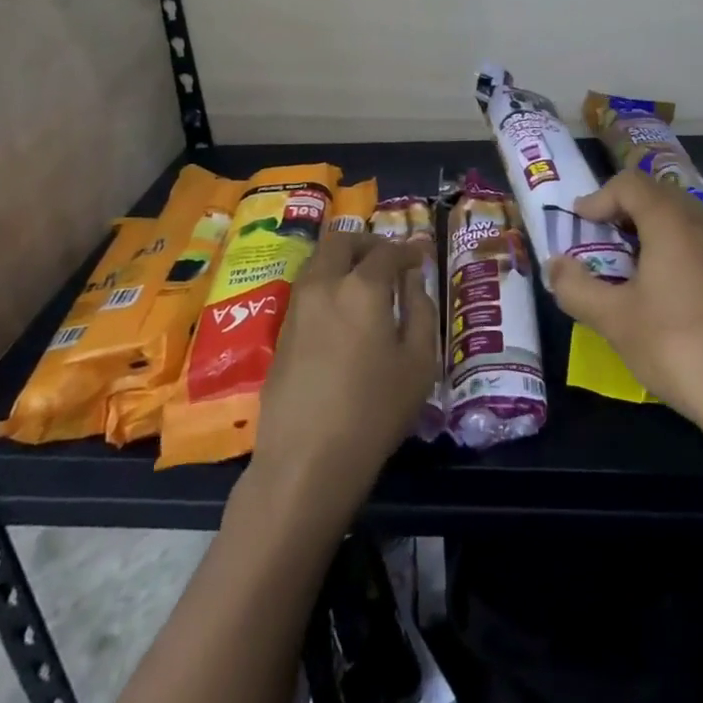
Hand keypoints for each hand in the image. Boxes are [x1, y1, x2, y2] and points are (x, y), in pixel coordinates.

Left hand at [253, 231, 437, 517]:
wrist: (306, 461)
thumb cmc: (375, 411)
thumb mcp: (419, 362)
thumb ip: (421, 310)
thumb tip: (413, 280)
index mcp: (363, 287)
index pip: (387, 251)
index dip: (408, 250)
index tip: (421, 256)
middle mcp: (325, 285)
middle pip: (342, 241)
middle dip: (367, 242)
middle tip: (388, 260)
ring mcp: (297, 307)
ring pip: (318, 261)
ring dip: (342, 260)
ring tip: (364, 282)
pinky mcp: (281, 332)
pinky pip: (306, 288)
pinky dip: (326, 283)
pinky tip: (341, 311)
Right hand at [547, 171, 702, 460]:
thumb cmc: (678, 346)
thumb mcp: (614, 320)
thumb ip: (576, 288)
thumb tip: (554, 265)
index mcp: (673, 221)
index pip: (630, 184)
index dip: (599, 197)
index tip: (579, 223)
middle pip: (658, 194)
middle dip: (623, 210)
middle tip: (599, 239)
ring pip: (683, 217)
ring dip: (650, 229)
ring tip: (629, 264)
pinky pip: (702, 242)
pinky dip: (675, 248)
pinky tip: (666, 290)